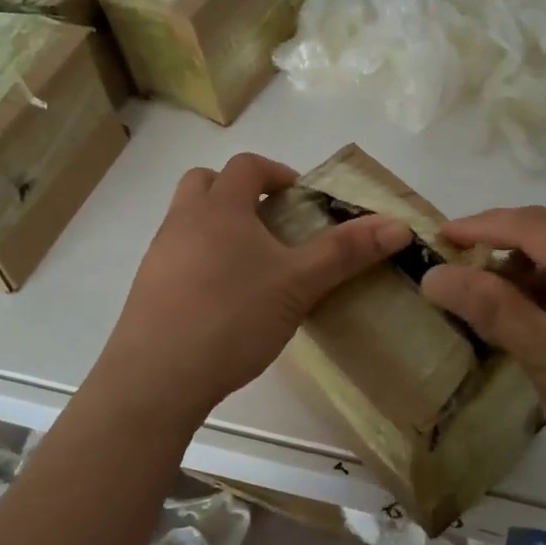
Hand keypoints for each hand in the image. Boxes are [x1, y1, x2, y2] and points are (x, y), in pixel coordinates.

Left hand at [96, 153, 410, 421]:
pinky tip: (223, 300)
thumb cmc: (232, 317)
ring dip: (218, 227)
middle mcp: (183, 220)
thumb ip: (345, 252)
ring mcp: (159, 255)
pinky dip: (201, 260)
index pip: (246, 166)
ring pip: (188, 220)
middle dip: (238, 192)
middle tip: (270, 222)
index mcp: (220, 207)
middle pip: (206, 182)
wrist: (156, 379)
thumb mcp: (298, 284)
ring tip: (252, 265)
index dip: (276, 172)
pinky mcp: (147, 289)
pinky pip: (177, 256)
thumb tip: (398, 225)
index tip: (299, 196)